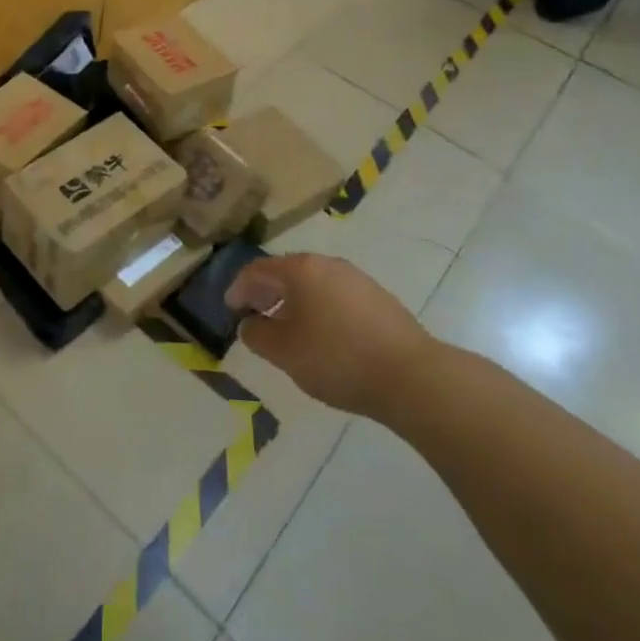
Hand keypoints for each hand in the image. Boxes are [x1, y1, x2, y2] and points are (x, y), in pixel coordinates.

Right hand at [226, 254, 432, 421]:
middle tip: (254, 315)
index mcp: (300, 270)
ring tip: (286, 328)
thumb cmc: (336, 358)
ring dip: (293, 301)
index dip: (238, 288)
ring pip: (313, 283)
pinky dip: (318, 308)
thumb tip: (249, 325)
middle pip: (286, 272)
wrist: (410, 375)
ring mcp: (356, 279)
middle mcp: (327, 264)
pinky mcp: (378, 298)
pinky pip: (335, 295)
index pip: (257, 270)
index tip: (229, 307)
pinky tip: (322, 335)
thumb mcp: (285, 352)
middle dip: (266, 292)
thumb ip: (257, 336)